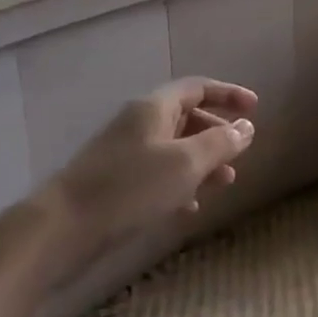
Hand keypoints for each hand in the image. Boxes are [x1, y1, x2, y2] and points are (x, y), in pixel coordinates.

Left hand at [48, 77, 257, 245]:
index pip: (198, 88)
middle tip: (240, 152)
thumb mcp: (186, 163)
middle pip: (186, 117)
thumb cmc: (130, 187)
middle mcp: (139, 124)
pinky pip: (158, 174)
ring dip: (203, 161)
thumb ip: (220, 143)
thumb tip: (246, 127)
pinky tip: (191, 206)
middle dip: (217, 133)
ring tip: (225, 183)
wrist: (62, 228)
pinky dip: (181, 183)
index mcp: (154, 108)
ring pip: (174, 148)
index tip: (255, 108)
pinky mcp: (116, 183)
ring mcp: (125, 154)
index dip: (228, 94)